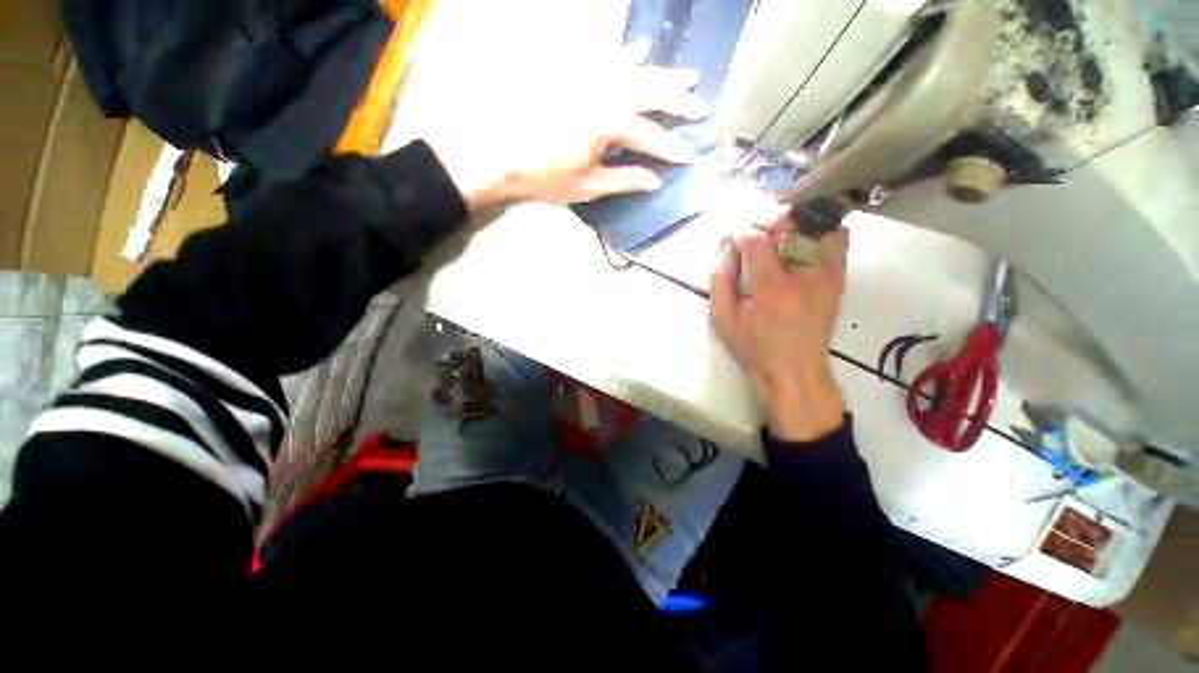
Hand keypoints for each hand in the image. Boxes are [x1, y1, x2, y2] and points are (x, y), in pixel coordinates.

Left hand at [420, 41, 706, 209]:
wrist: (498, 153)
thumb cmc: (543, 177)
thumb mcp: (587, 186)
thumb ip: (624, 180)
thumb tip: (655, 181)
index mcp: (607, 123)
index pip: (650, 136)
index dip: (671, 148)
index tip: (691, 156)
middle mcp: (602, 91)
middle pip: (650, 92)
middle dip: (678, 100)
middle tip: (700, 107)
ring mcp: (586, 76)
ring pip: (634, 69)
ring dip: (662, 73)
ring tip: (687, 74)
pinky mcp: (571, 71)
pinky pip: (604, 55)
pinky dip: (625, 52)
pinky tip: (639, 47)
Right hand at [708, 207, 850, 441]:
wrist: (795, 371)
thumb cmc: (753, 348)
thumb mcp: (722, 319)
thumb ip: (720, 279)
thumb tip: (728, 248)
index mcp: (772, 290)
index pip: (755, 241)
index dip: (737, 230)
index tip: (728, 232)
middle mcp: (805, 276)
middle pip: (789, 223)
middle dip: (762, 217)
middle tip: (748, 226)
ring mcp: (828, 274)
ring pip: (816, 223)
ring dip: (790, 219)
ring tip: (772, 229)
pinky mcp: (838, 277)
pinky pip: (837, 237)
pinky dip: (818, 227)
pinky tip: (798, 237)